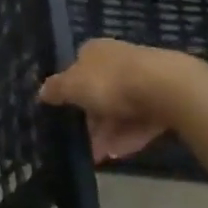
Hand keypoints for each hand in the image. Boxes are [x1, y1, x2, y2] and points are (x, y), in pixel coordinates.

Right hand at [41, 39, 207, 162]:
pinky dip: (131, 134)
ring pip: (121, 108)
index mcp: (94, 50)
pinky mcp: (164, 97)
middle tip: (86, 144)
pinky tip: (123, 152)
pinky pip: (141, 118)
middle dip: (92, 120)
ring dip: (110, 133)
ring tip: (102, 156)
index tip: (67, 117)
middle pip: (99, 91)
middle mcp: (118, 59)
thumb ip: (56, 89)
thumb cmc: (111, 82)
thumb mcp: (73, 86)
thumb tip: (41, 91)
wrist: (166, 87)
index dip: (70, 93)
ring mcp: (143, 78)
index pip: (77, 69)